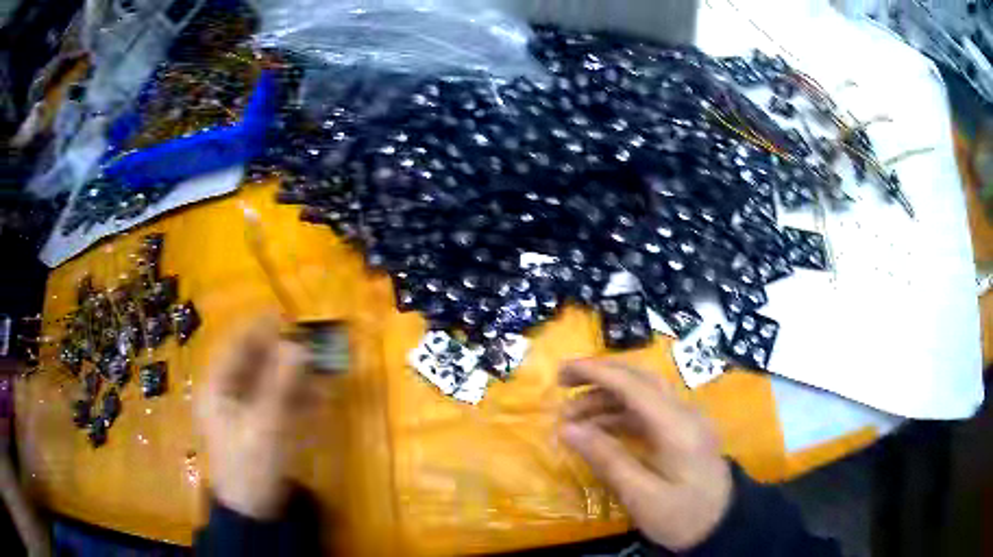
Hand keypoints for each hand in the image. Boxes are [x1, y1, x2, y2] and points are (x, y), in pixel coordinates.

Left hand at [197, 314, 308, 519]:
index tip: (287, 317)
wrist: (253, 511)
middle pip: (252, 361)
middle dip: (281, 353)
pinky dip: (295, 397)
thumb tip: (299, 345)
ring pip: (267, 380)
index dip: (259, 329)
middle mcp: (226, 392)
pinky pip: (276, 401)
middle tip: (311, 346)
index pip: (235, 346)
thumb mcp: (266, 425)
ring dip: (293, 375)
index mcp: (217, 387)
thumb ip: (281, 385)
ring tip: (321, 372)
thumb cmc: (250, 466)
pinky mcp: (258, 425)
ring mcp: (242, 410)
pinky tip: (318, 398)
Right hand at [559, 360, 732, 551]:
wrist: (721, 526)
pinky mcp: (684, 432)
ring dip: (608, 398)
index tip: (561, 372)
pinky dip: (621, 414)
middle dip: (600, 376)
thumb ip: (607, 458)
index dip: (596, 372)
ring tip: (572, 417)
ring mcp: (686, 421)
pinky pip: (649, 412)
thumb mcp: (641, 495)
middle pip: (640, 379)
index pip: (633, 384)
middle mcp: (684, 413)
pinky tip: (599, 430)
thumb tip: (567, 429)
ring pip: (643, 394)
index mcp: (676, 426)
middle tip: (563, 384)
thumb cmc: (682, 516)